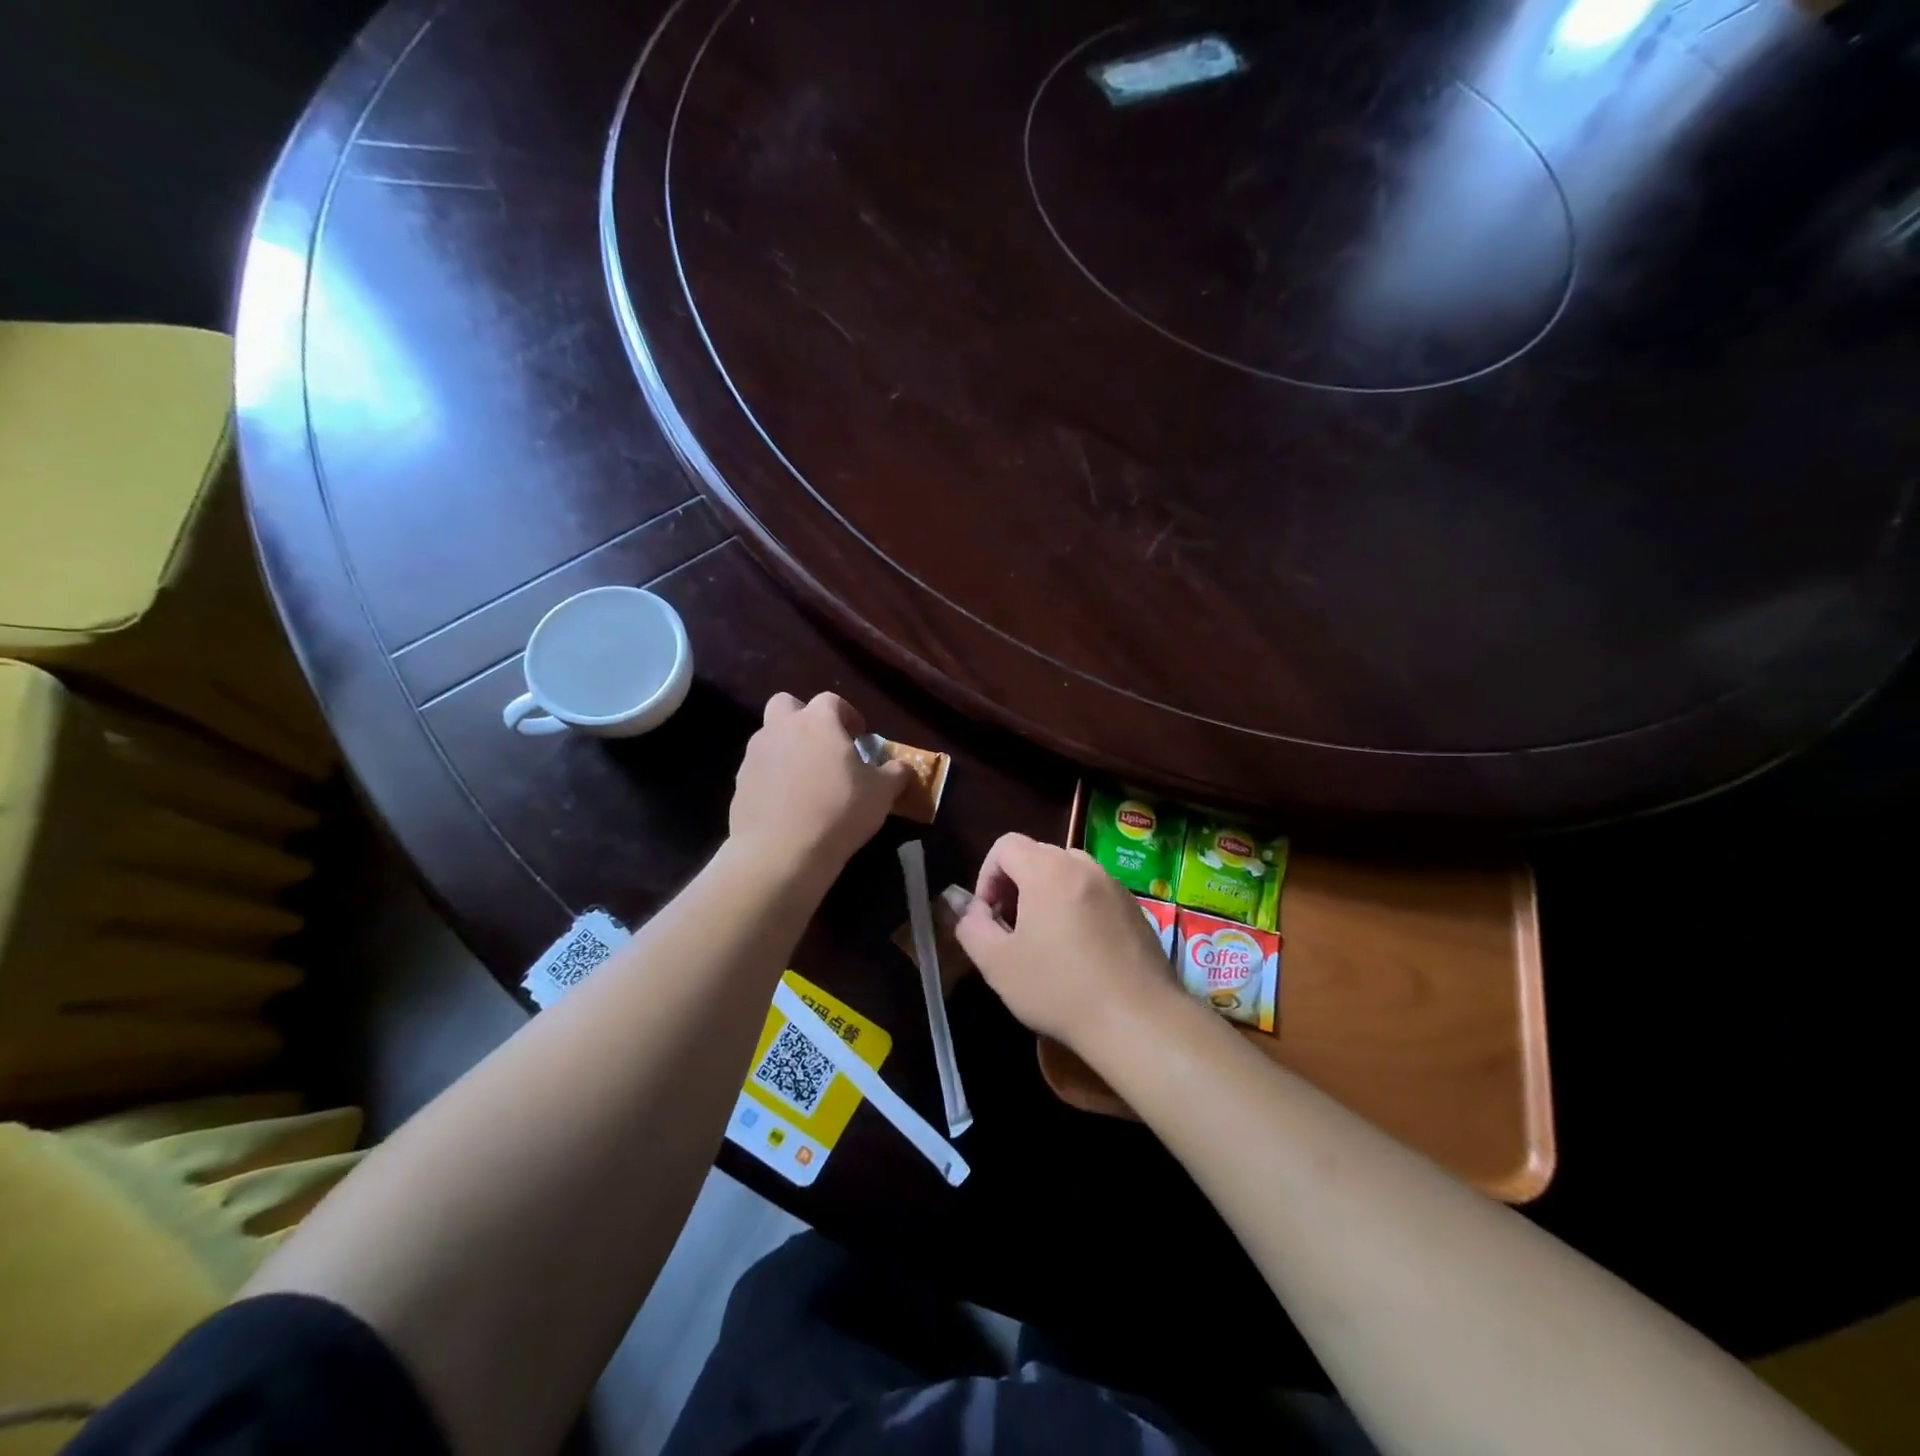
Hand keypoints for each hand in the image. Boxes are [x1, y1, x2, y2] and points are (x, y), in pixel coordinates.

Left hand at [729, 693, 908, 875]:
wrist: (781, 851)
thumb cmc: (839, 810)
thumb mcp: (882, 793)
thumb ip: (894, 773)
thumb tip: (900, 768)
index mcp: (817, 721)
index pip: (831, 701)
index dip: (847, 715)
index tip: (859, 736)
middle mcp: (780, 728)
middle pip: (786, 705)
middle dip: (804, 719)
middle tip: (824, 746)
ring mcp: (754, 756)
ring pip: (769, 738)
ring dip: (787, 749)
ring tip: (807, 780)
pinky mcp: (739, 784)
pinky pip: (759, 771)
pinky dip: (773, 779)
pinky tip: (789, 805)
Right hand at [954, 832, 1183, 1047]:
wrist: (1137, 1020)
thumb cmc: (1059, 988)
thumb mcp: (997, 964)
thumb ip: (972, 928)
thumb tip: (970, 911)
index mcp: (1047, 870)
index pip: (1006, 845)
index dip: (987, 876)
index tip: (989, 916)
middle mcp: (1084, 866)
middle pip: (1037, 856)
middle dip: (1015, 885)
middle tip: (1011, 928)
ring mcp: (1115, 885)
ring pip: (1068, 874)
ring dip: (1047, 896)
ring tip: (1045, 940)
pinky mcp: (1135, 909)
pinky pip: (1095, 894)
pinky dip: (1078, 908)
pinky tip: (1081, 953)